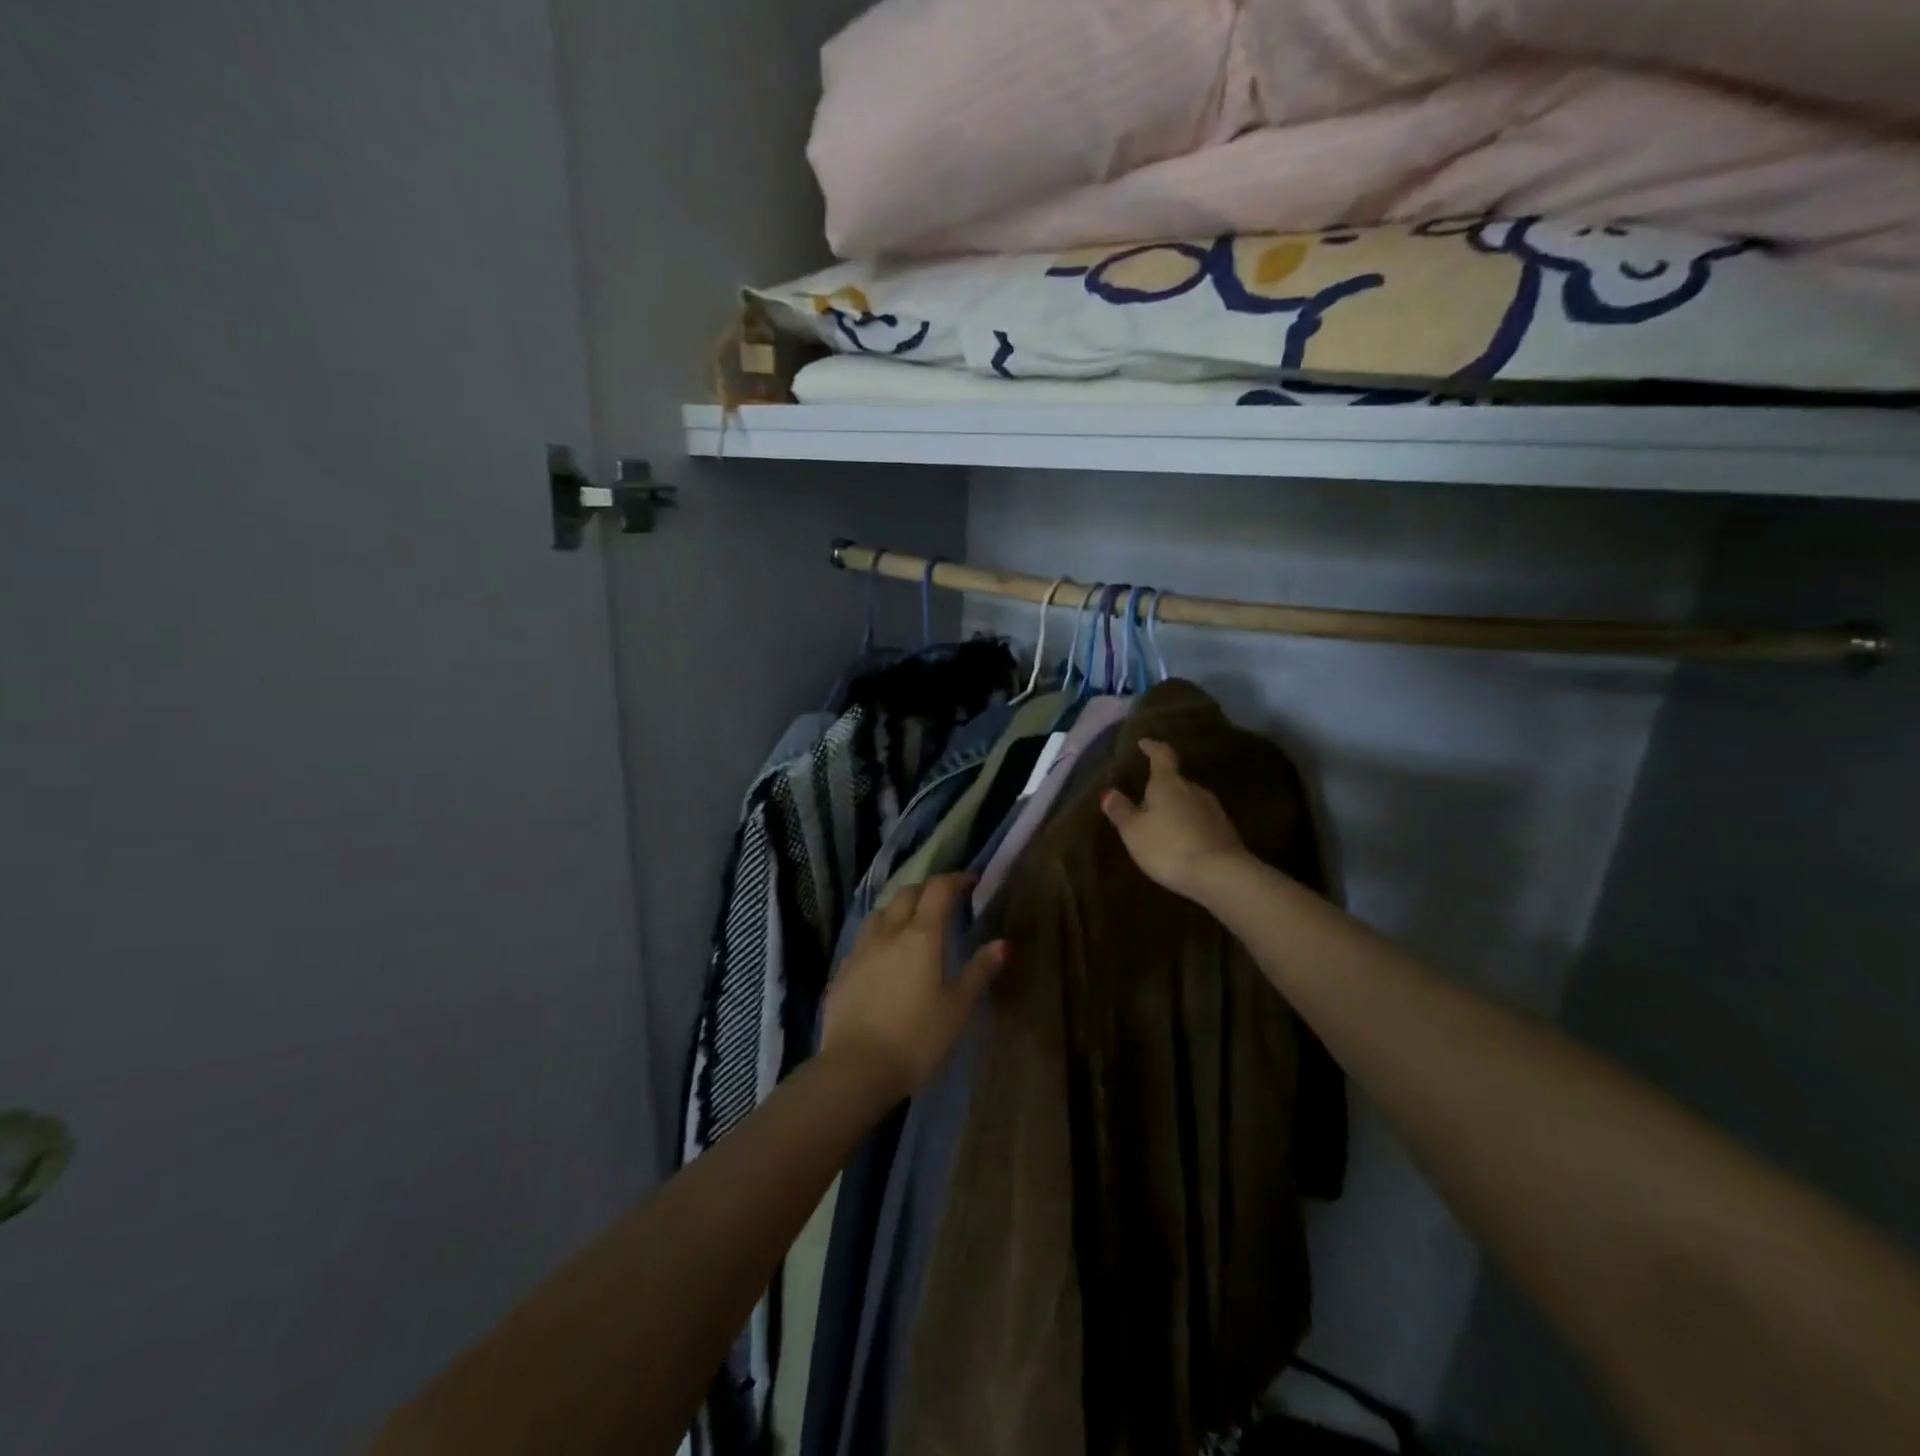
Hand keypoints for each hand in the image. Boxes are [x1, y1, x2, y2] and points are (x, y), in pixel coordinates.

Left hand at [820, 873, 1006, 1104]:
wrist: (855, 1069)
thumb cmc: (916, 1038)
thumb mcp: (957, 1008)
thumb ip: (979, 971)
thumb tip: (1002, 943)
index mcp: (921, 935)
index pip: (938, 890)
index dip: (955, 879)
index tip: (970, 881)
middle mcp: (888, 932)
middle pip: (906, 893)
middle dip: (927, 889)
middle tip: (943, 901)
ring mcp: (860, 950)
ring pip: (881, 912)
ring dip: (899, 908)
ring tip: (911, 922)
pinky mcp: (842, 970)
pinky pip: (864, 939)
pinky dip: (879, 934)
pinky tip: (884, 954)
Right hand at [1100, 739, 1247, 901]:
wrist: (1219, 874)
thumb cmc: (1168, 847)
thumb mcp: (1134, 831)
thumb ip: (1121, 811)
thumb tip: (1109, 792)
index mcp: (1168, 783)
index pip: (1161, 756)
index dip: (1152, 747)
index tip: (1144, 743)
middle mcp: (1193, 789)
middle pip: (1176, 780)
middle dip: (1162, 785)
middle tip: (1146, 795)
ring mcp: (1213, 809)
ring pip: (1190, 800)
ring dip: (1176, 805)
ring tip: (1163, 818)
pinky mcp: (1225, 830)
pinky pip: (1201, 819)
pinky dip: (1189, 823)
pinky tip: (1182, 838)